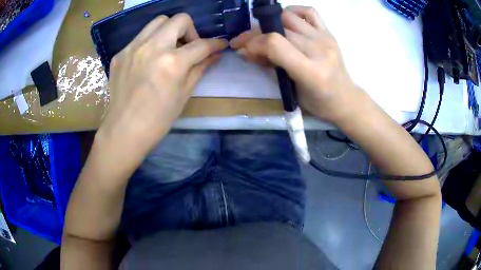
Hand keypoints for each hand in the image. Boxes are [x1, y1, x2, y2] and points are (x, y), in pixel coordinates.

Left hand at [97, 14, 226, 159]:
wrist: (124, 130)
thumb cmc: (157, 119)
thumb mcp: (184, 94)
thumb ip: (200, 68)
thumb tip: (214, 55)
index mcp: (172, 62)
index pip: (201, 44)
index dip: (215, 43)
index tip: (219, 44)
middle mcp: (152, 47)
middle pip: (179, 19)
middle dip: (190, 30)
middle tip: (188, 46)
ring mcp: (133, 48)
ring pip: (158, 21)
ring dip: (169, 30)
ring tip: (168, 48)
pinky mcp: (120, 53)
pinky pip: (140, 37)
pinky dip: (150, 42)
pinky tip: (148, 60)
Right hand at [230, 6, 361, 122]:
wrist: (345, 98)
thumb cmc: (318, 102)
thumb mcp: (290, 90)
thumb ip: (269, 67)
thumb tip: (244, 51)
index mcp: (309, 71)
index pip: (275, 44)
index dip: (253, 42)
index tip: (242, 48)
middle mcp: (318, 50)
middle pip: (279, 29)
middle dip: (255, 34)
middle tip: (246, 42)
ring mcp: (325, 38)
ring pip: (289, 17)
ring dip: (270, 22)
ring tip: (266, 32)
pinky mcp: (328, 32)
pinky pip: (309, 12)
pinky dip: (293, 11)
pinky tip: (286, 21)